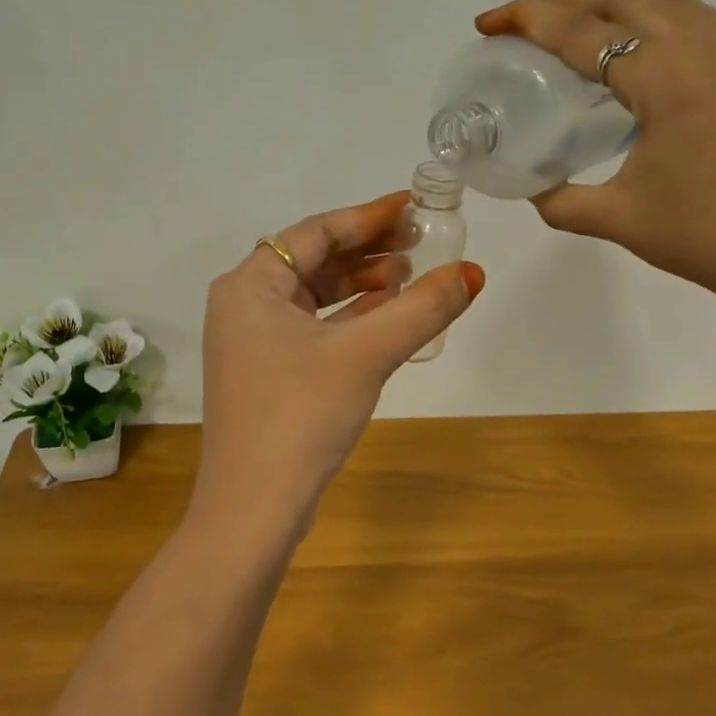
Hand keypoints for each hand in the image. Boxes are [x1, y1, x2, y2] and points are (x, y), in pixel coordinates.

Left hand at [197, 193, 483, 529]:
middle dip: (368, 250)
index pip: (317, 231)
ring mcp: (252, 340)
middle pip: (314, 259)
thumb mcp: (366, 354)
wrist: (253, 508)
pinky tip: (386, 316)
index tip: (415, 207)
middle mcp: (243, 303)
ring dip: (361, 284)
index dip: (370, 216)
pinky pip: (312, 326)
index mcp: (250, 284)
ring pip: (314, 295)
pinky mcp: (266, 371)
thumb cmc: (301, 416)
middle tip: (421, 242)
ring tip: (410, 277)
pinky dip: (349, 318)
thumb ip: (421, 309)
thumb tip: (472, 272)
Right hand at [476, 0, 715, 338]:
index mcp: (665, 78)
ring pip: (672, 4)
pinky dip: (659, 28)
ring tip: (584, 35)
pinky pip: (703, 29)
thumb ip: (561, 201)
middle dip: (569, 0)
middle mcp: (705, 51)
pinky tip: (647, 71)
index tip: (487, 21)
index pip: (582, 32)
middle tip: (528, 25)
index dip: (527, 19)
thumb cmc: (708, 237)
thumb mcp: (619, 221)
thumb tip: (533, 189)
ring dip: (619, 6)